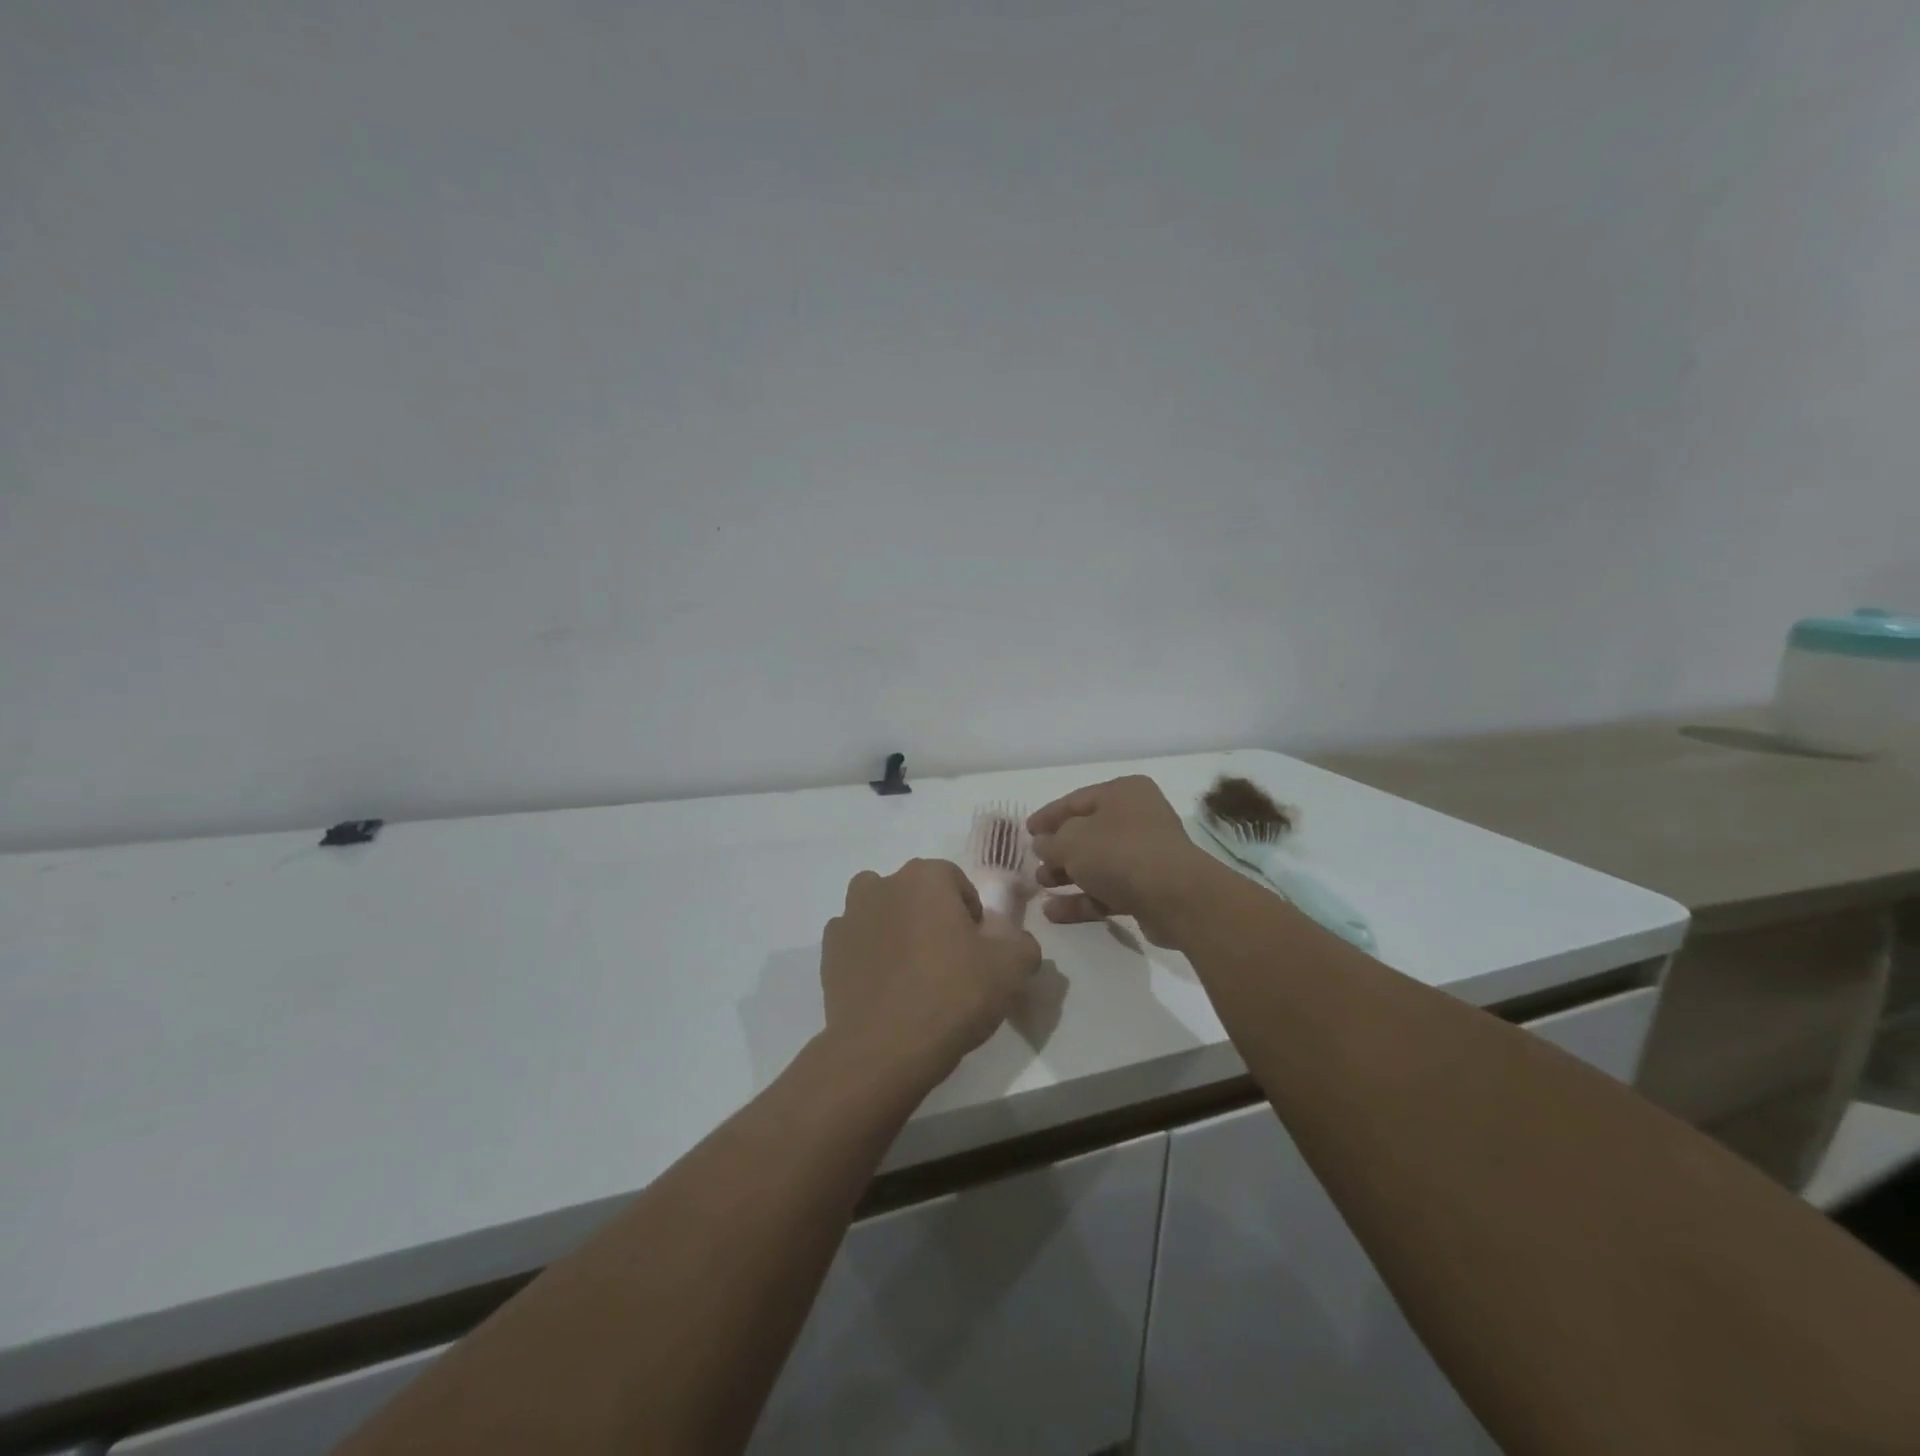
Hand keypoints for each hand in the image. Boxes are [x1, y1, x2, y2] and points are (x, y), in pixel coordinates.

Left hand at [821, 859, 1041, 1086]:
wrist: (884, 1048)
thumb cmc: (953, 995)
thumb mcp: (1011, 968)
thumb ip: (1022, 944)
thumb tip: (1016, 942)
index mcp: (926, 877)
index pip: (956, 881)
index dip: (970, 914)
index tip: (978, 949)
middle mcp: (883, 884)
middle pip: (916, 893)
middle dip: (932, 917)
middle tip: (948, 961)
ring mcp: (850, 916)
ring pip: (880, 910)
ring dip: (895, 929)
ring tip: (911, 971)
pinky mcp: (828, 951)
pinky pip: (856, 942)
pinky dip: (869, 954)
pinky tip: (884, 987)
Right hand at [1027, 776, 1222, 947]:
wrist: (1175, 897)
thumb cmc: (1119, 853)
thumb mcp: (1072, 841)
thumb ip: (1050, 842)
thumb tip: (1042, 844)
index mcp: (1123, 793)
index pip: (1076, 800)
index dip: (1048, 816)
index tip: (1026, 832)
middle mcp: (1137, 818)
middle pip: (1088, 833)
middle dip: (1058, 851)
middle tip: (1035, 864)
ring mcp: (1145, 855)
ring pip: (1097, 863)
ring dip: (1067, 876)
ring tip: (1041, 887)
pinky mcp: (1149, 888)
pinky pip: (1108, 890)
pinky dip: (1083, 899)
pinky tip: (1054, 912)